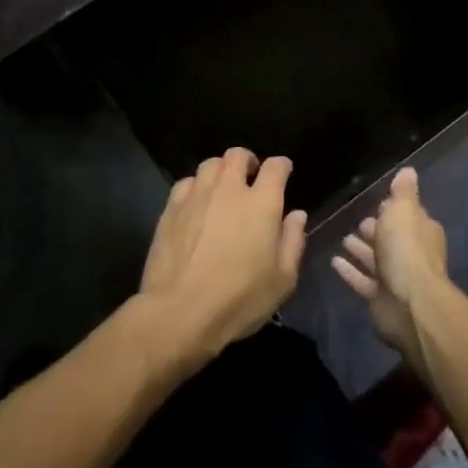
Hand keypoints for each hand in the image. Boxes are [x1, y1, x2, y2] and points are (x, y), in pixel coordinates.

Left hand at [130, 147, 306, 377]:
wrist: (180, 311)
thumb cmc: (240, 298)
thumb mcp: (282, 280)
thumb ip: (293, 241)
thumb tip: (296, 215)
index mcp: (261, 204)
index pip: (275, 168)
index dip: (281, 166)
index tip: (283, 171)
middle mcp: (228, 190)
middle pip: (237, 155)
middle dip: (248, 160)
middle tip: (251, 176)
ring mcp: (196, 197)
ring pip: (210, 165)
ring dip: (221, 170)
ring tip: (223, 188)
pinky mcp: (171, 209)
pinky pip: (186, 183)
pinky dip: (196, 186)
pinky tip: (197, 203)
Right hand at [331, 167, 450, 376]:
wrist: (409, 303)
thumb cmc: (406, 249)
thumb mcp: (403, 210)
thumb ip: (403, 192)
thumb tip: (408, 171)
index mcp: (421, 231)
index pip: (407, 216)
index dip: (393, 209)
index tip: (376, 203)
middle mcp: (411, 253)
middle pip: (391, 238)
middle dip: (376, 230)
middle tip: (357, 221)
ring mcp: (396, 278)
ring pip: (377, 260)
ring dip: (362, 250)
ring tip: (344, 239)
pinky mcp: (380, 298)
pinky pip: (362, 280)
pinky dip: (350, 271)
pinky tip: (334, 262)